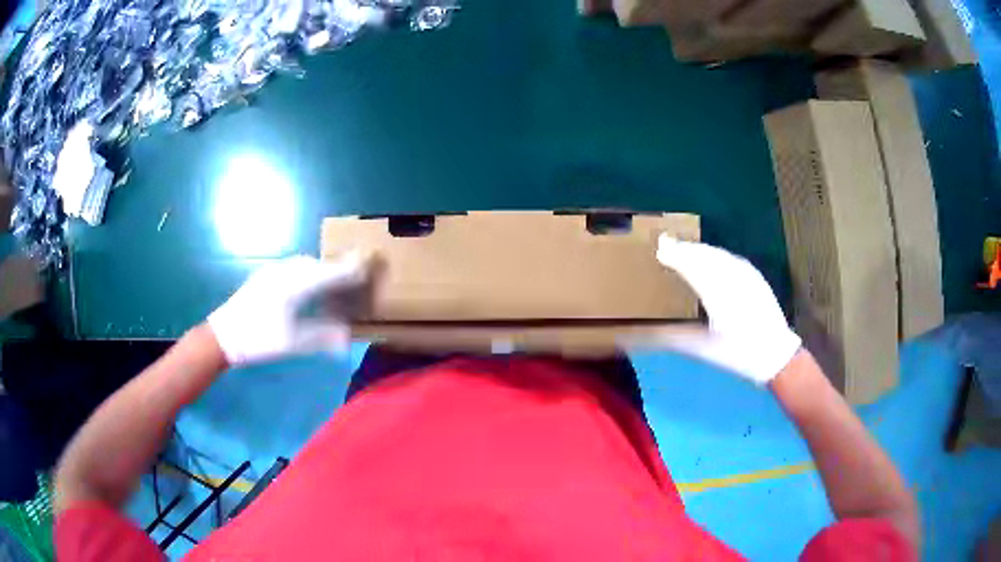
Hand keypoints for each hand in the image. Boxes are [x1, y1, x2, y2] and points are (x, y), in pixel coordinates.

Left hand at [208, 253, 371, 365]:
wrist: (223, 336)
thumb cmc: (258, 340)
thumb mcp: (293, 343)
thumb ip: (322, 337)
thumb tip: (347, 336)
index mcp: (293, 285)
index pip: (328, 272)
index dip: (349, 268)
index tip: (368, 263)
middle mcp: (284, 272)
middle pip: (317, 264)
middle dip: (336, 268)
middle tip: (353, 277)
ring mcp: (272, 271)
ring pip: (303, 264)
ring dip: (320, 269)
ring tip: (332, 283)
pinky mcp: (264, 276)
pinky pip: (293, 268)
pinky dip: (307, 272)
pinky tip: (307, 287)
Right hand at [655, 235, 800, 384]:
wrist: (774, 353)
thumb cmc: (738, 354)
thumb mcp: (704, 349)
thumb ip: (676, 337)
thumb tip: (648, 333)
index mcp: (718, 296)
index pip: (692, 267)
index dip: (675, 256)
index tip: (659, 250)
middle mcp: (732, 279)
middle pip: (704, 256)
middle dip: (684, 248)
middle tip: (666, 243)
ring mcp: (746, 275)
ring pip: (717, 254)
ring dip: (699, 249)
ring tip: (683, 247)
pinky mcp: (754, 275)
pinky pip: (730, 258)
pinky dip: (715, 253)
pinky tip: (709, 255)